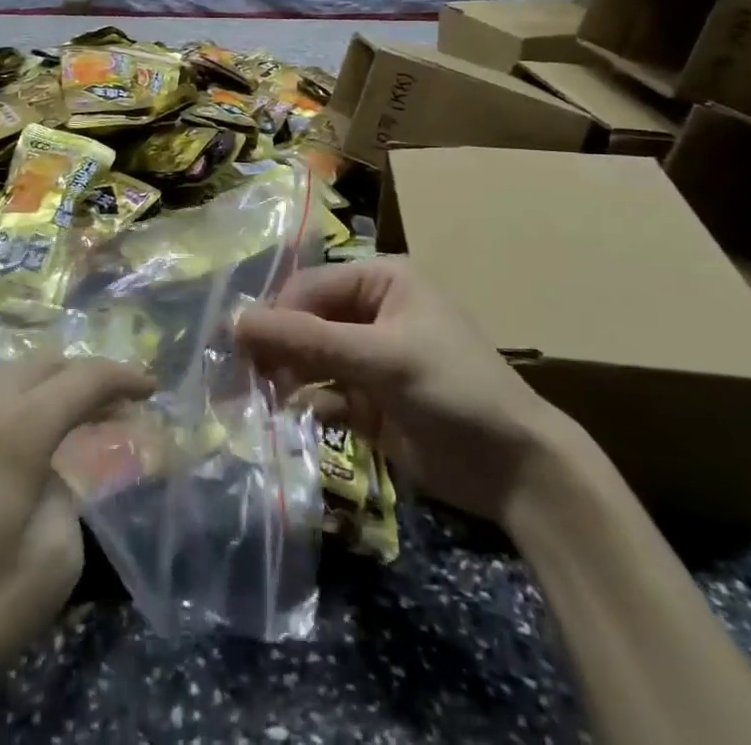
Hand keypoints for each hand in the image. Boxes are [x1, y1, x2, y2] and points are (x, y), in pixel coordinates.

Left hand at [0, 357, 152, 744]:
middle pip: (41, 364)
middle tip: (104, 406)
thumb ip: (66, 501)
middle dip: (80, 377)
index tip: (148, 387)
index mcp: (18, 430)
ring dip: (30, 382)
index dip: (123, 377)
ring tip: (44, 411)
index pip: (85, 379)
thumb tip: (48, 474)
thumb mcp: (49, 571)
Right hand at [237, 259, 568, 522]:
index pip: (310, 286)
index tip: (238, 345)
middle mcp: (371, 310)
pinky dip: (307, 403)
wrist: (515, 470)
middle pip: (306, 320)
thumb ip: (307, 340)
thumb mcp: (381, 357)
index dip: (275, 313)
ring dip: (286, 375)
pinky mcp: (369, 398)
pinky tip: (292, 417)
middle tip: (242, 375)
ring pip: (310, 357)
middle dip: (277, 346)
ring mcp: (369, 356)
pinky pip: (324, 392)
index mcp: (381, 280)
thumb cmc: (453, 388)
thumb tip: (235, 321)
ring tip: (260, 398)